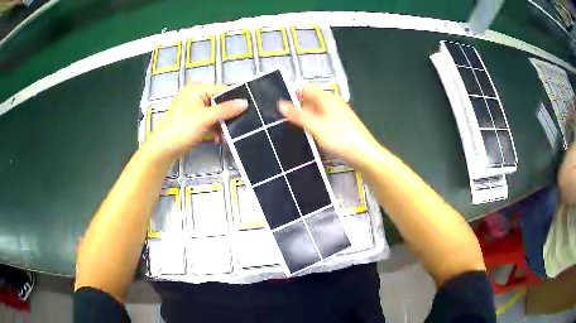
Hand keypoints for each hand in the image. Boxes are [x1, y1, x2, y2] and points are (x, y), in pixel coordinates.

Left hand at [147, 84, 247, 158]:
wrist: (164, 149)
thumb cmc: (182, 128)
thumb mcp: (205, 118)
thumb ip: (226, 109)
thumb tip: (245, 103)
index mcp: (197, 89)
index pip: (222, 91)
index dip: (233, 101)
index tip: (245, 112)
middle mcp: (195, 96)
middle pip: (218, 104)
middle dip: (227, 117)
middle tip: (237, 127)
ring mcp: (193, 110)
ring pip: (215, 115)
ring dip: (221, 126)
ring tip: (227, 137)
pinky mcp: (193, 122)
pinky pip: (208, 123)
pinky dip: (214, 130)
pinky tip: (219, 139)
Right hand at [279, 85, 380, 167]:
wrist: (364, 155)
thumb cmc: (340, 138)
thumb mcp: (315, 126)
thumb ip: (298, 115)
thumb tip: (280, 103)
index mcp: (327, 98)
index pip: (306, 88)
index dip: (293, 93)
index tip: (281, 106)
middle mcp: (333, 103)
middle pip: (311, 99)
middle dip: (298, 107)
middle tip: (283, 120)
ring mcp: (338, 115)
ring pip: (317, 111)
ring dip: (306, 118)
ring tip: (293, 129)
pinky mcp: (341, 126)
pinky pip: (323, 121)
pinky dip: (315, 125)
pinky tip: (310, 136)